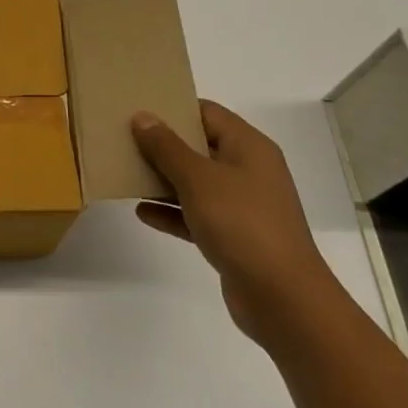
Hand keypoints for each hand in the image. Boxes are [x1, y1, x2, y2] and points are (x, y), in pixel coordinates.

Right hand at [131, 99, 340, 347]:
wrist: (283, 299)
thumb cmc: (242, 224)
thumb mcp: (198, 179)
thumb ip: (166, 147)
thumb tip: (143, 116)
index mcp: (248, 147)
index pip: (207, 113)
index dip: (174, 108)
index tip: (138, 109)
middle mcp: (248, 170)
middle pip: (199, 146)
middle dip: (163, 145)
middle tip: (124, 139)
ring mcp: (243, 206)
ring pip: (196, 182)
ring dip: (164, 179)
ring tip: (126, 173)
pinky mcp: (235, 237)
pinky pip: (197, 215)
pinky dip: (172, 212)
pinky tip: (142, 212)